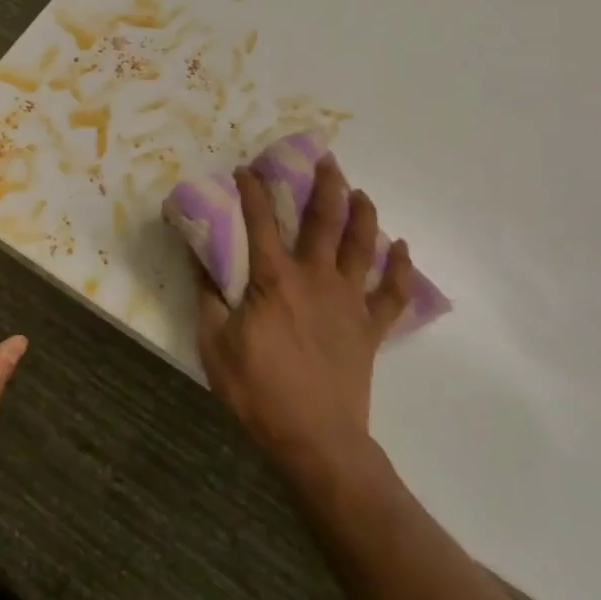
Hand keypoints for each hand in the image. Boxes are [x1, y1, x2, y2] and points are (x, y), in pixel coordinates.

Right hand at [195, 156, 417, 481]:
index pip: (260, 220)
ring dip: (362, 212)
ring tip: (359, 190)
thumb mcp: (213, 344)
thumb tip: (199, 256)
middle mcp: (315, 278)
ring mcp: (348, 301)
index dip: (252, 190)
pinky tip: (401, 247)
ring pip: (362, 244)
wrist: (315, 440)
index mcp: (274, 279)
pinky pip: (391, 292)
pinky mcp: (370, 327)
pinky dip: (399, 267)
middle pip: (324, 219)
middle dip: (324, 183)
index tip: (246, 170)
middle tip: (325, 159)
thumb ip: (207, 295)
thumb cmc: (257, 391)